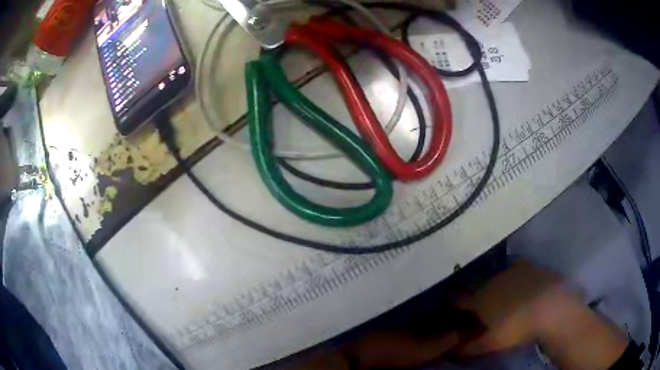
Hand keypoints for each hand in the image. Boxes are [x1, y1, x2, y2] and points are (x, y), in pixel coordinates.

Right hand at [453, 260, 573, 355]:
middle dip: (474, 293)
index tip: (448, 304)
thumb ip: (468, 348)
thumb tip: (451, 350)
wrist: (550, 306)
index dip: (452, 302)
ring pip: (496, 276)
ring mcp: (511, 270)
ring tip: (499, 294)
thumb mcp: (490, 344)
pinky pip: (515, 267)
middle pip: (477, 286)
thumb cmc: (516, 327)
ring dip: (493, 284)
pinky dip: (513, 274)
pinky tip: (518, 280)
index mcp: (480, 299)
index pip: (459, 300)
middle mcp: (492, 281)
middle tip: (477, 304)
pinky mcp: (528, 266)